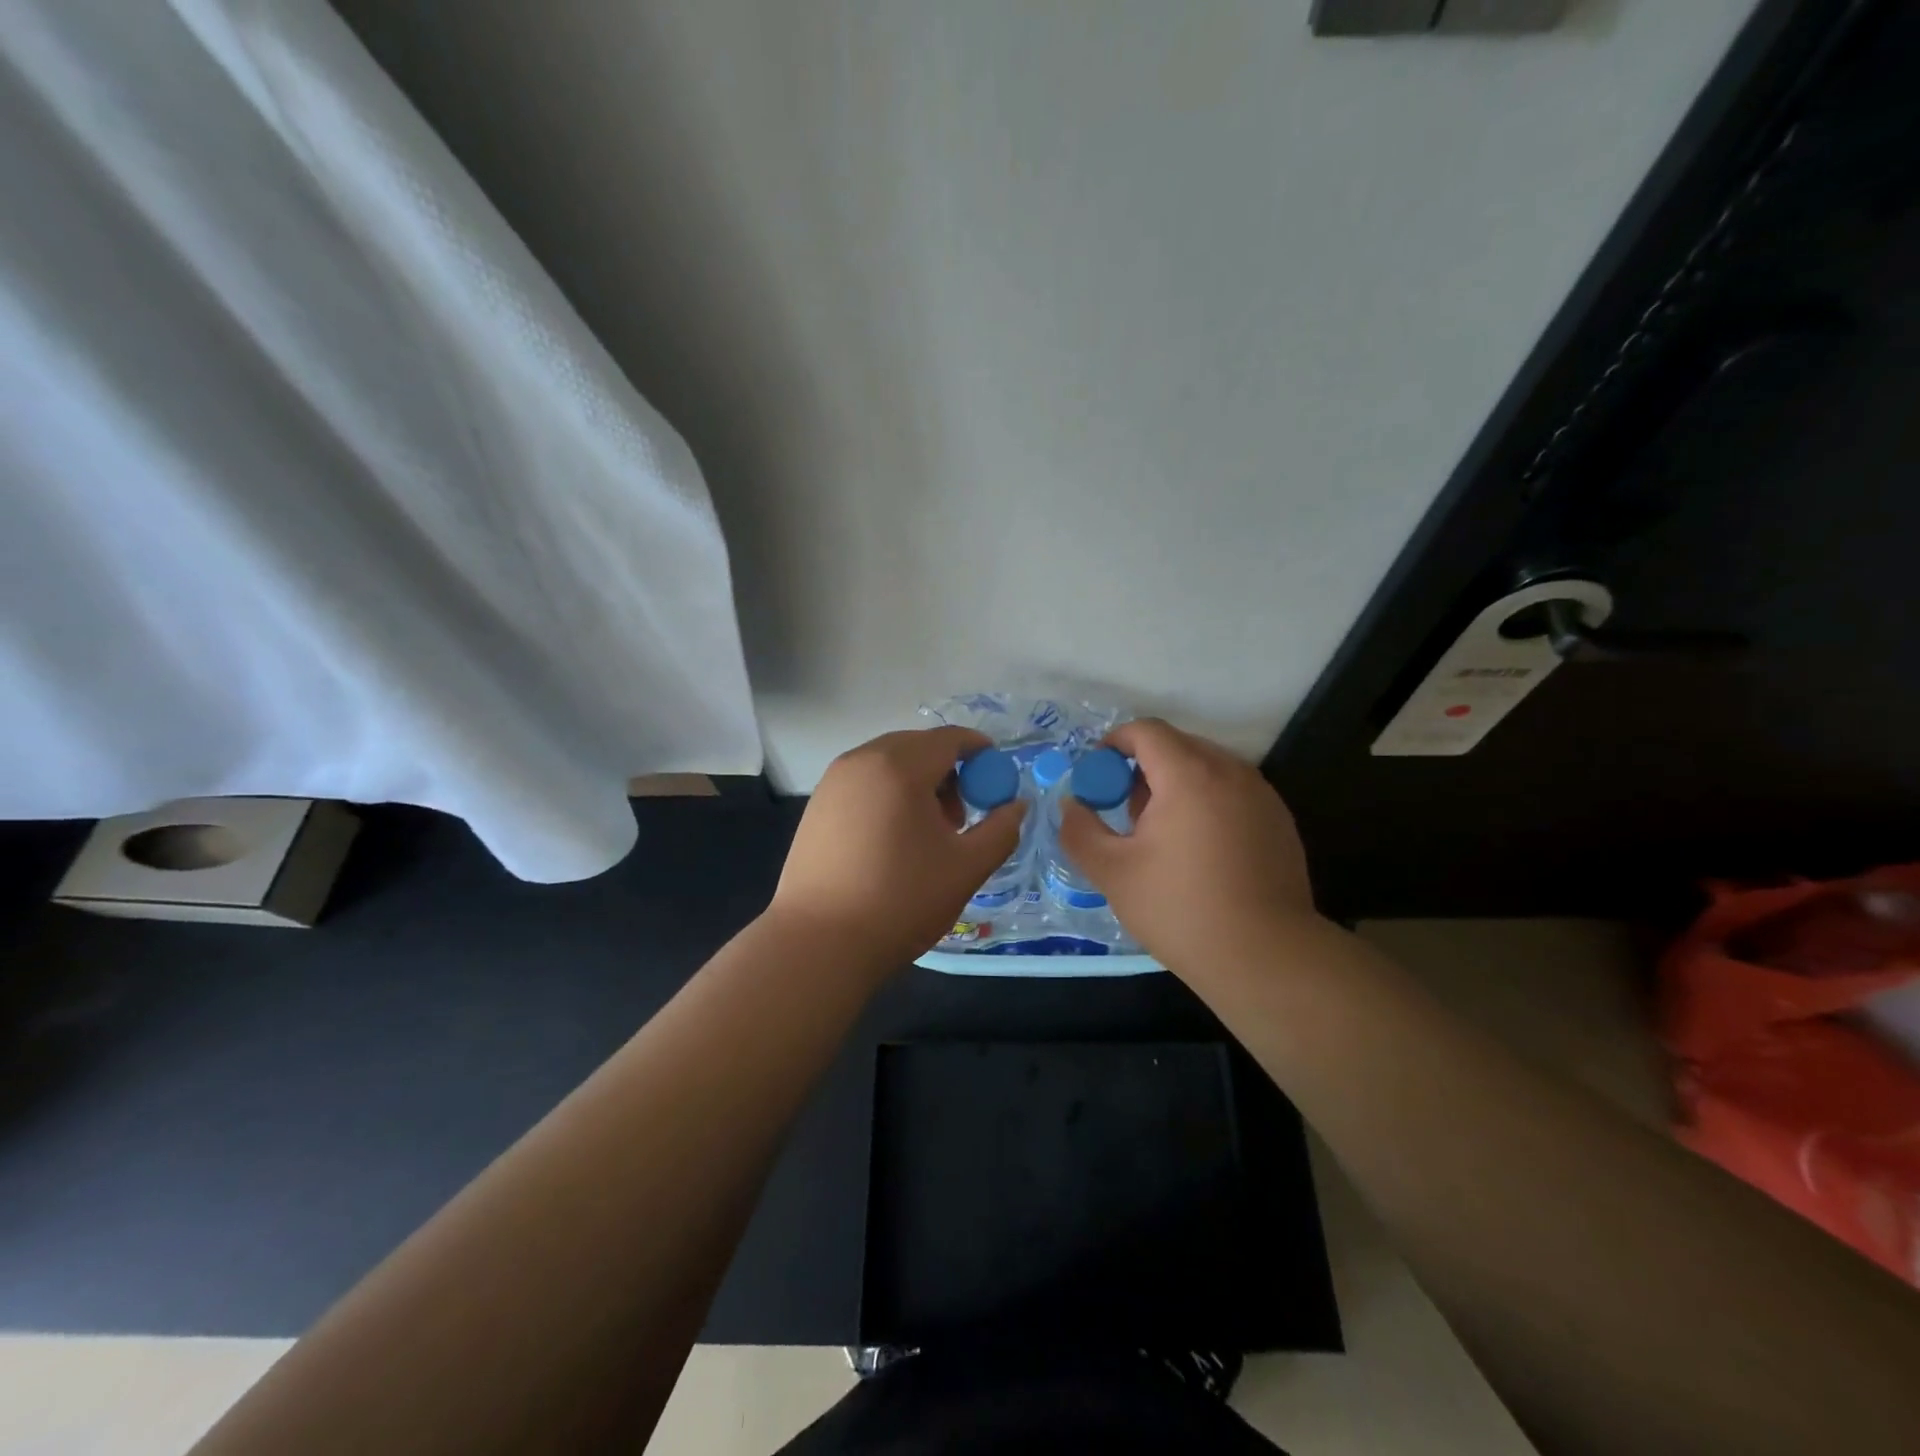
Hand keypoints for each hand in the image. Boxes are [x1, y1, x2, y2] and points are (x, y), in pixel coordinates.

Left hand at [768, 726, 1026, 971]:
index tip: (996, 779)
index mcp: (900, 766)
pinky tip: (892, 840)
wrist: (819, 943)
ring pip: (888, 763)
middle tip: (962, 815)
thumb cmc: (900, 901)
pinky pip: (864, 782)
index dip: (979, 752)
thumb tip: (1017, 806)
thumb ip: (1001, 830)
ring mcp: (833, 781)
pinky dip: (889, 794)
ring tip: (928, 833)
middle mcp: (862, 760)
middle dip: (948, 770)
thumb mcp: (966, 868)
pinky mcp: (817, 805)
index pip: (949, 739)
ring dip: (917, 782)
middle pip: (917, 746)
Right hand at [1058, 719, 1319, 976]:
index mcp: (1189, 775)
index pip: (1146, 731)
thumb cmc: (1181, 909)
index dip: (1114, 744)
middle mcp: (1231, 771)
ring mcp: (1262, 795)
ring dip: (1176, 785)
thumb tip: (1071, 805)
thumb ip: (1081, 830)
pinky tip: (1199, 851)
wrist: (1266, 958)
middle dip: (1143, 767)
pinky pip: (1232, 791)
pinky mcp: (1279, 820)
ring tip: (1161, 835)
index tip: (1098, 777)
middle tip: (1125, 812)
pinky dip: (1206, 802)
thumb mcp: (1113, 873)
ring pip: (1207, 768)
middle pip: (1177, 746)